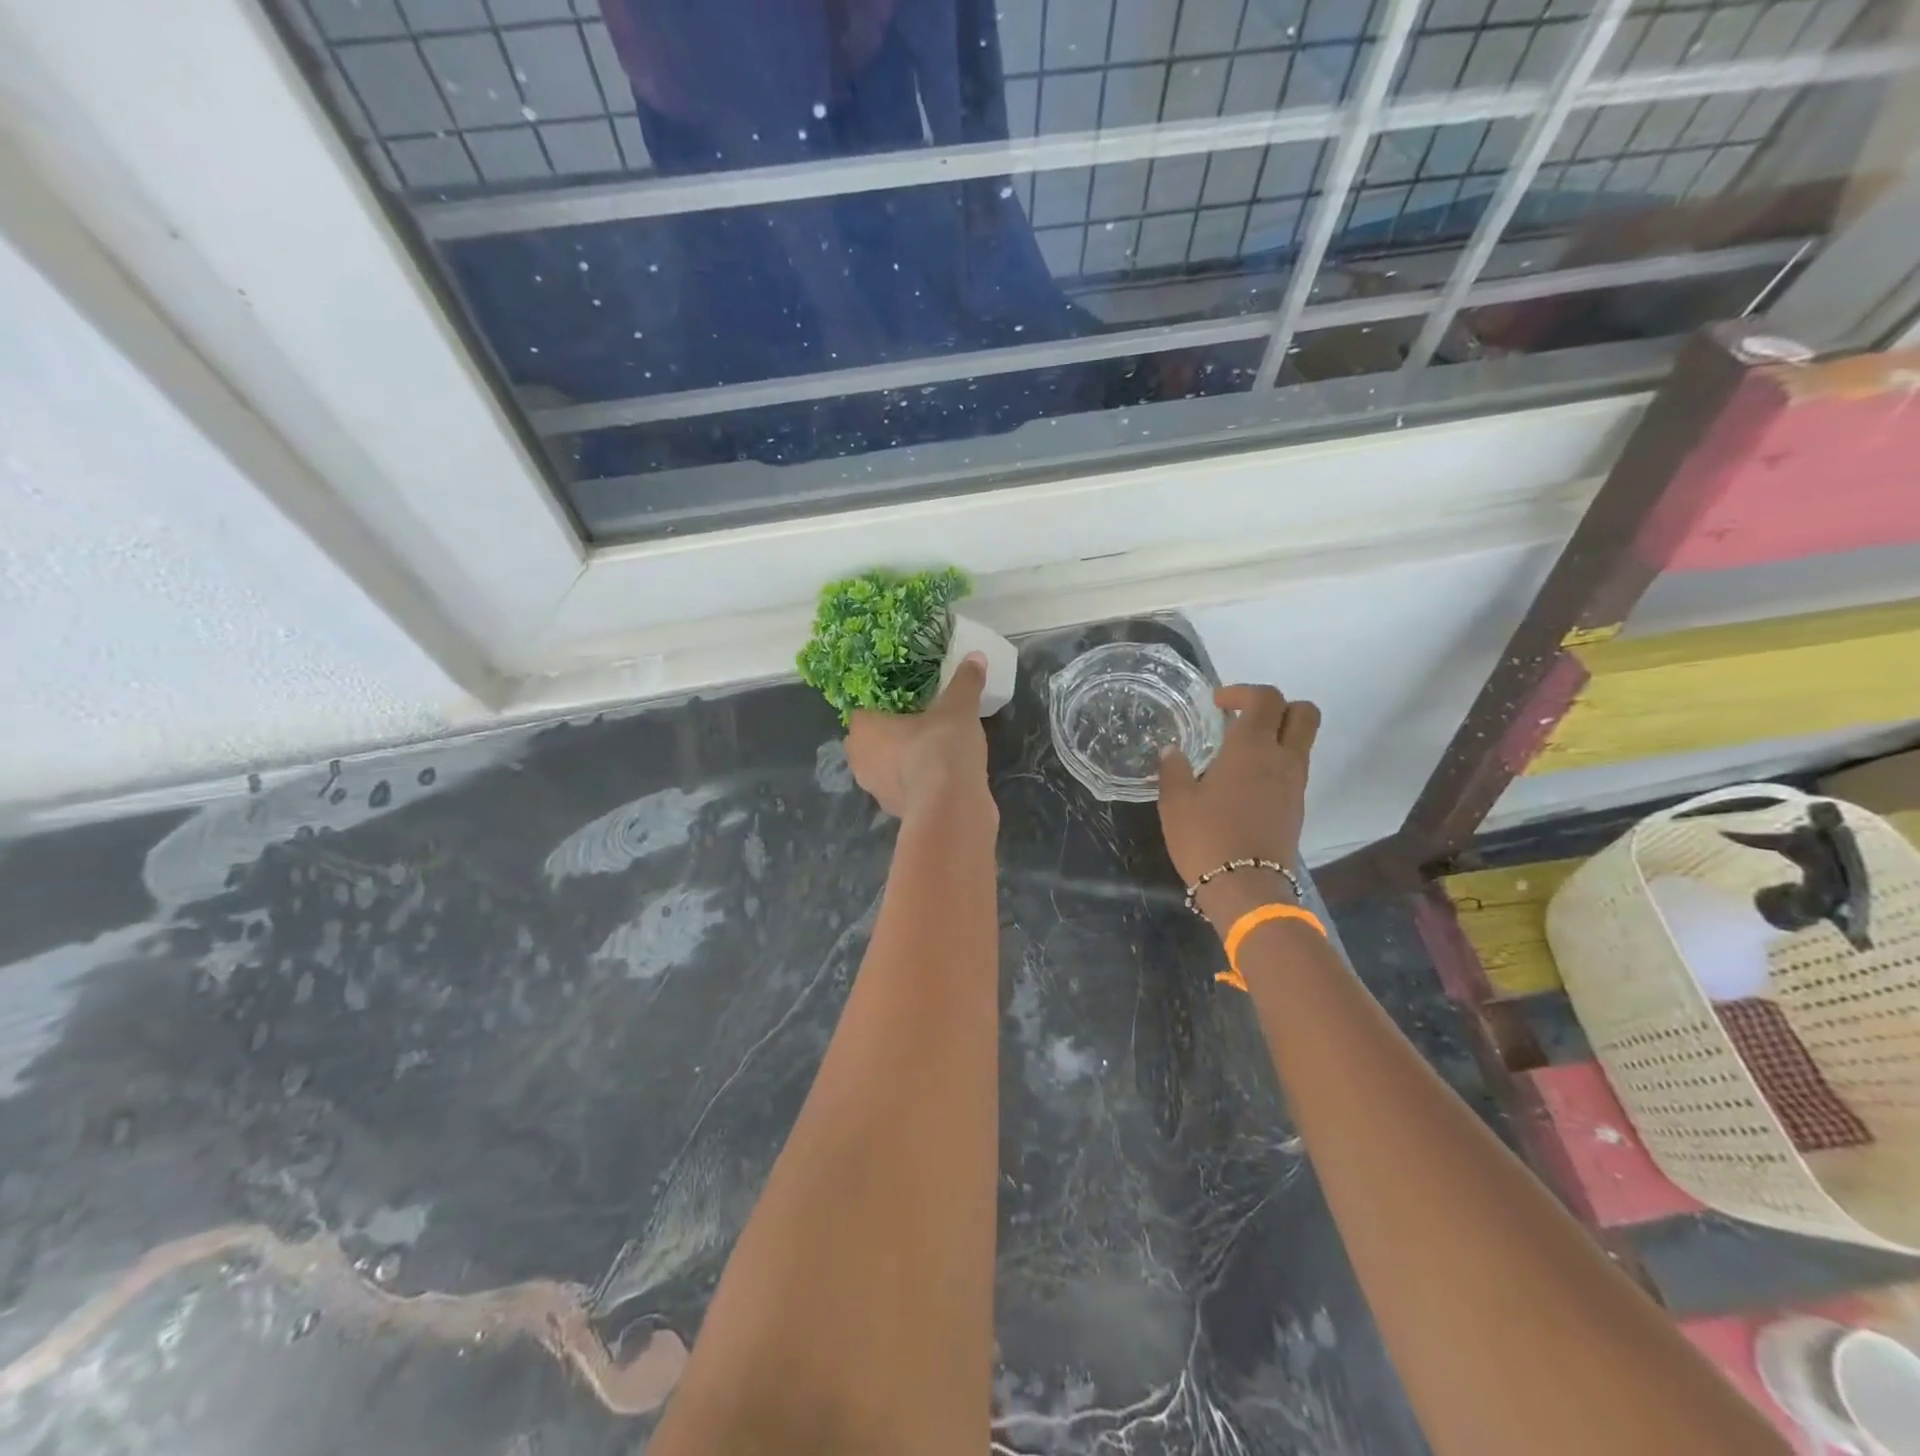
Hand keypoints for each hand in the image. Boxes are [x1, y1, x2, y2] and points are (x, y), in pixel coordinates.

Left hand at [846, 655, 994, 820]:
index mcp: (863, 730)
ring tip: (935, 751)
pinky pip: (905, 790)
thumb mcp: (958, 707)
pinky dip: (918, 784)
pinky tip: (942, 777)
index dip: (883, 708)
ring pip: (887, 768)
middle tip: (922, 724)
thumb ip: (965, 682)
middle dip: (892, 736)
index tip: (908, 705)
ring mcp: (876, 792)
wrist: (951, 806)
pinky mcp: (897, 814)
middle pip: (872, 742)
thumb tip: (976, 656)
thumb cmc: (940, 746)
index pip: (863, 713)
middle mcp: (860, 761)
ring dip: (904, 762)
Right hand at [1158, 685, 1318, 930]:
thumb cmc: (1206, 837)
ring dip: (1277, 735)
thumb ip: (1173, 770)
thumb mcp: (1175, 802)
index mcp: (1252, 747)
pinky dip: (1276, 762)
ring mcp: (1295, 784)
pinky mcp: (1297, 807)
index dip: (1243, 691)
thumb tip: (1172, 752)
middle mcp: (1282, 758)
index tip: (1217, 704)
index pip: (1265, 698)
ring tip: (1239, 752)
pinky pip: (1294, 769)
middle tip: (1243, 718)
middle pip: (1303, 713)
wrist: (1246, 888)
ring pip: (1302, 741)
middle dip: (1277, 706)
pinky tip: (1244, 782)